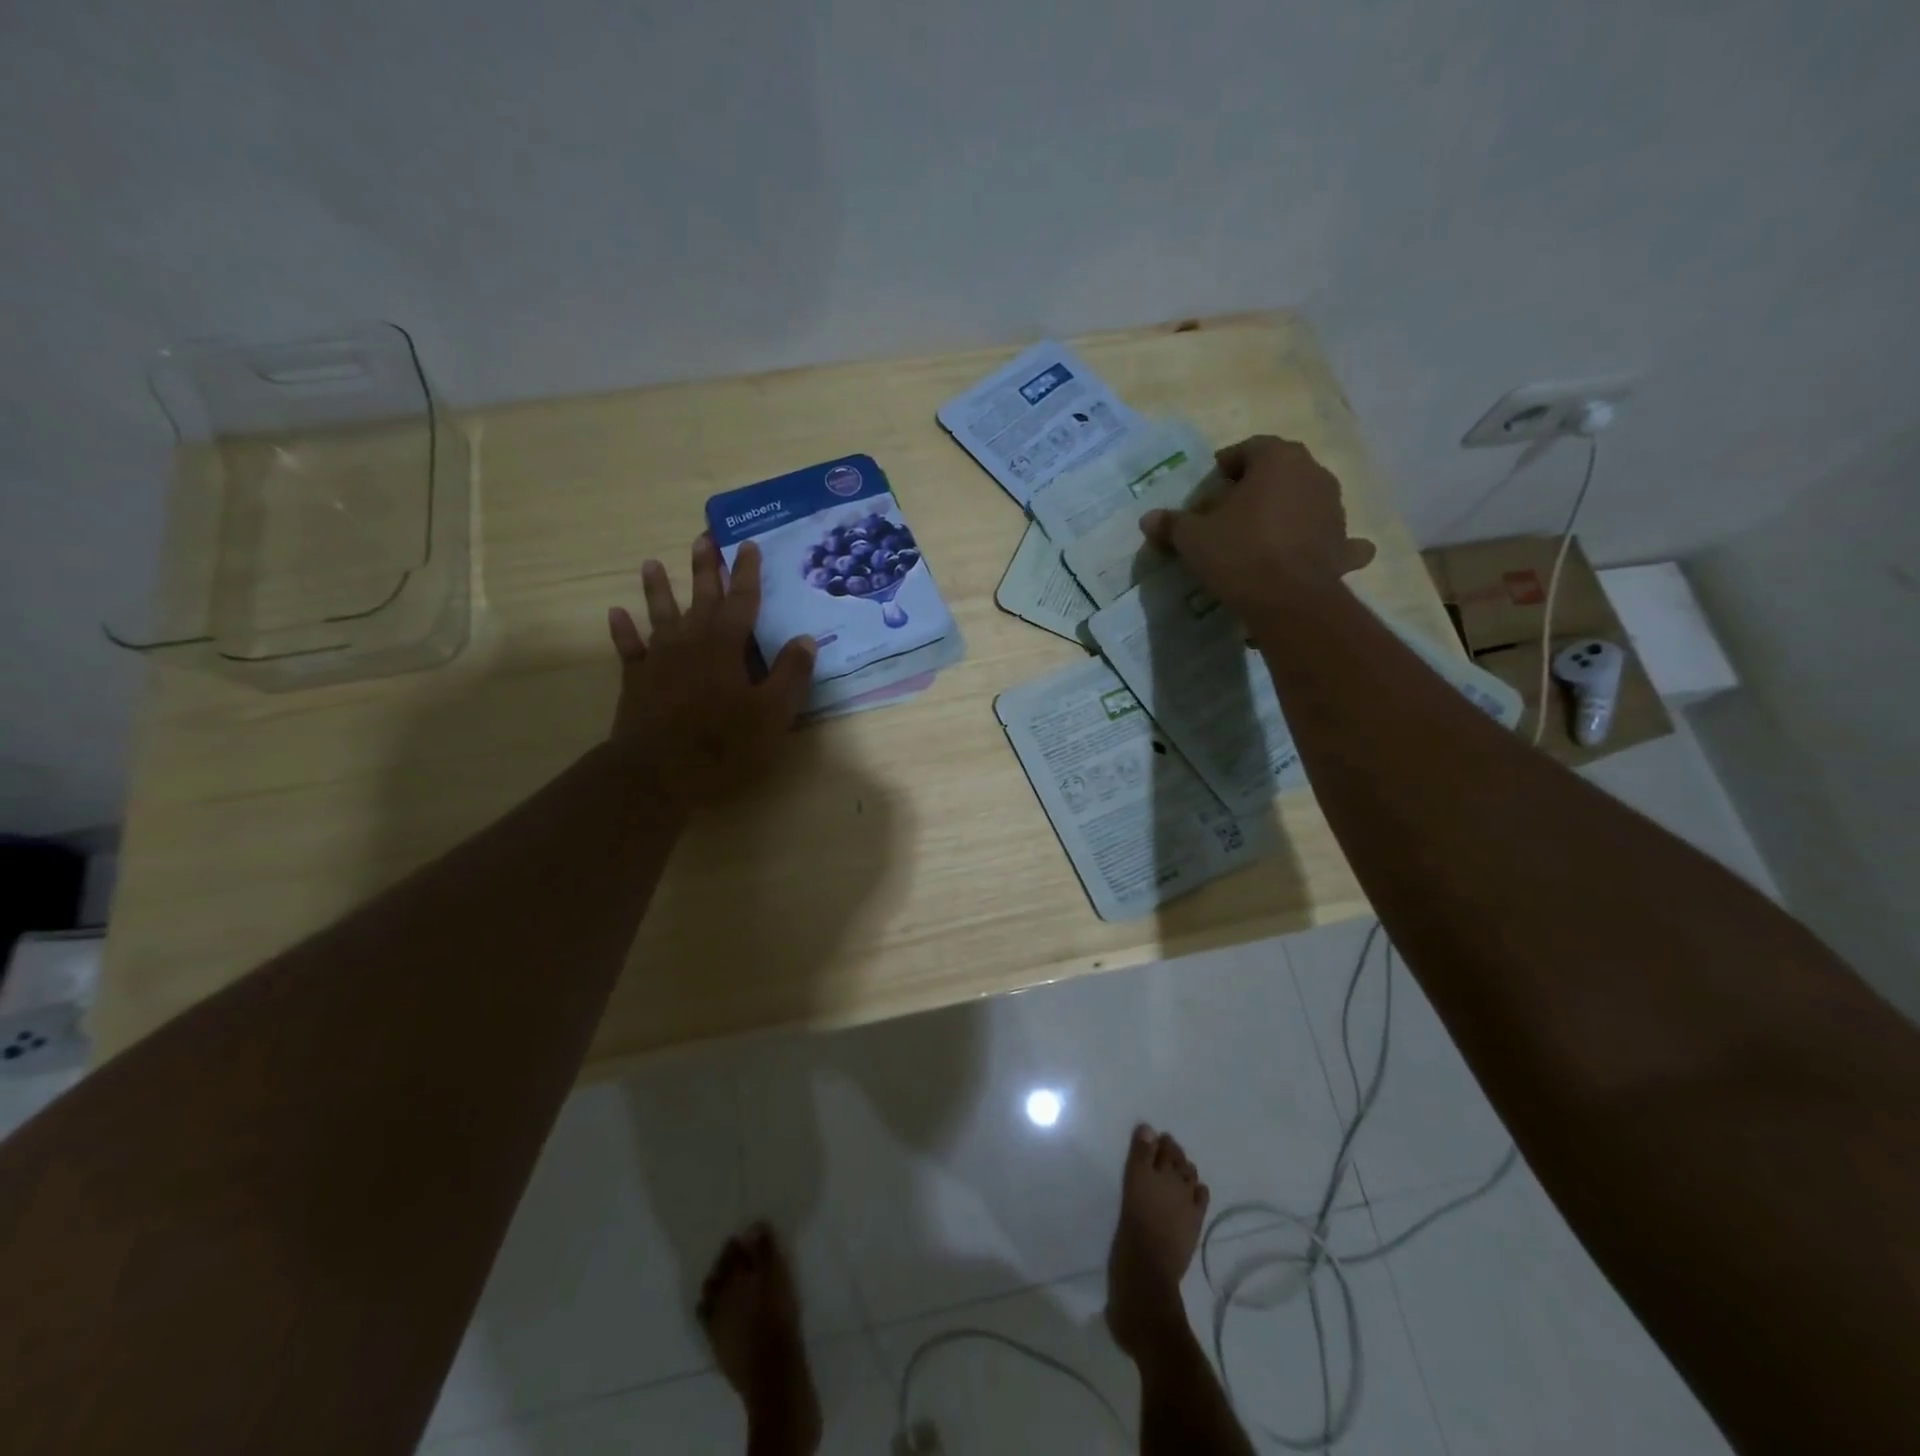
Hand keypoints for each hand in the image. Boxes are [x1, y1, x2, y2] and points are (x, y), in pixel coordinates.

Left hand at [607, 536, 814, 806]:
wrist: (659, 771)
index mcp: (726, 644)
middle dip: (705, 568)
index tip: (748, 544)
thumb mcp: (772, 712)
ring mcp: (659, 658)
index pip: (742, 600)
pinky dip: (623, 630)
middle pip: (700, 597)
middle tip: (703, 538)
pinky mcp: (637, 679)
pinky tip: (616, 613)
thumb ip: (790, 673)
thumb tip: (805, 639)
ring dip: (658, 588)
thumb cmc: (723, 742)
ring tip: (651, 563)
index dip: (747, 572)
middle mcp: (691, 641)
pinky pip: (628, 647)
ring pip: (660, 614)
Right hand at [1139, 435, 1375, 618]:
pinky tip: (1308, 554)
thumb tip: (1149, 518)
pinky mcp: (1343, 543)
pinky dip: (1322, 542)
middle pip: (1278, 473)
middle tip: (1227, 515)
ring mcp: (1334, 508)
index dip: (1224, 467)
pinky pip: (1333, 537)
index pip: (1248, 449)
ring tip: (1257, 538)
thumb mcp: (1193, 538)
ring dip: (1284, 512)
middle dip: (1254, 489)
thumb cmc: (1238, 553)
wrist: (1288, 601)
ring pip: (1304, 501)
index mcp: (1278, 459)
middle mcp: (1313, 473)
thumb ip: (1172, 523)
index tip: (1208, 489)